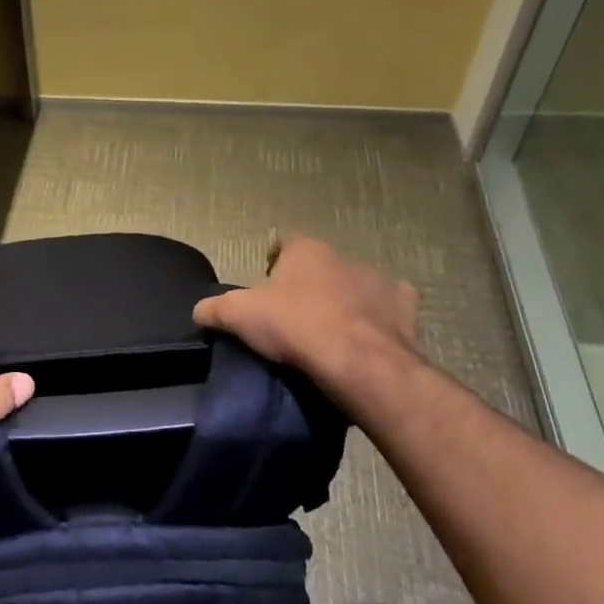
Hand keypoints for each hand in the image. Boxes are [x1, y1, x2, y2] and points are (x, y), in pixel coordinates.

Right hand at [193, 235, 421, 406]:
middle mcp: (344, 257)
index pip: (284, 241)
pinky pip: (389, 309)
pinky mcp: (405, 309)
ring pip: (356, 285)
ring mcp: (379, 282)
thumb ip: (213, 309)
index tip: (264, 282)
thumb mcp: (236, 316)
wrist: (358, 362)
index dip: (272, 259)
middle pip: (319, 266)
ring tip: (329, 331)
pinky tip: (367, 338)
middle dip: (308, 283)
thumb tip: (199, 311)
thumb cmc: (294, 326)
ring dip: (343, 300)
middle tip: (293, 314)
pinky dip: (379, 320)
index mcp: (305, 251)